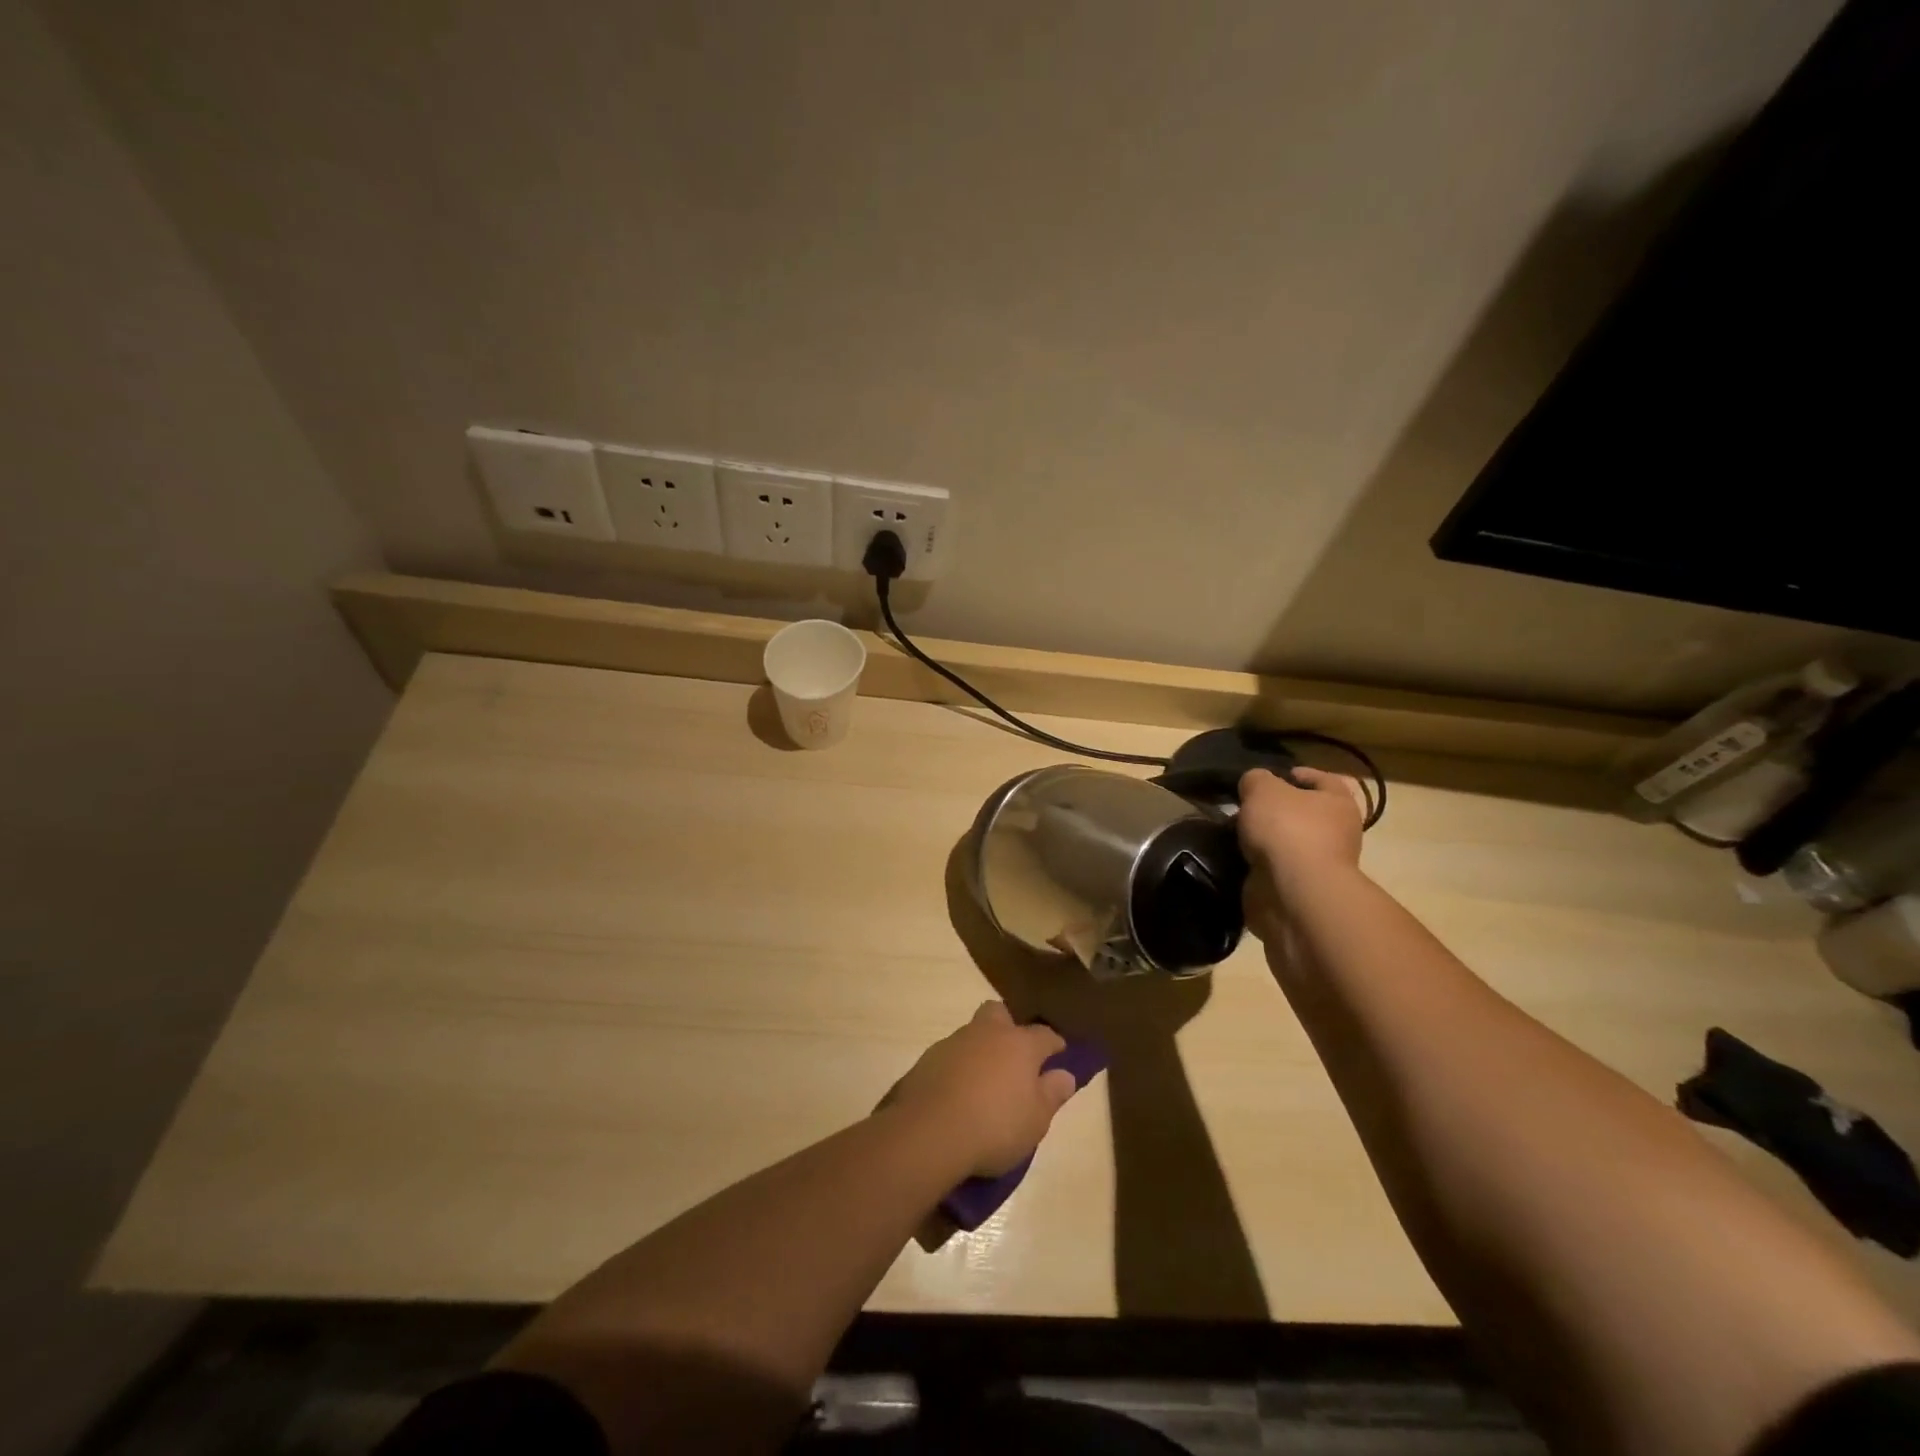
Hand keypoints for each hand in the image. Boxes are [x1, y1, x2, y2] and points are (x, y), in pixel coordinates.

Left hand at [888, 1002, 1076, 1177]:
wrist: (930, 1131)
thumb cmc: (995, 1126)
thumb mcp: (1036, 1120)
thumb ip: (1052, 1094)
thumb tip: (1065, 1075)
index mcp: (1019, 1044)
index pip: (1044, 1034)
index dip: (1054, 1043)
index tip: (1059, 1052)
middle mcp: (987, 1033)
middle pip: (999, 1013)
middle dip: (1008, 1026)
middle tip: (1014, 1055)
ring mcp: (954, 1042)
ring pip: (972, 1033)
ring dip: (981, 1049)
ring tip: (984, 1081)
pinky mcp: (928, 1059)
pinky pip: (950, 1055)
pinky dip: (958, 1067)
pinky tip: (958, 1092)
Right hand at [1236, 768, 1365, 938]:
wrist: (1293, 891)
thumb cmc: (1287, 829)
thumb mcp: (1263, 789)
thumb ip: (1256, 779)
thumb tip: (1254, 784)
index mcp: (1338, 803)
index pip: (1325, 780)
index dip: (1299, 774)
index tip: (1272, 776)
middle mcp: (1337, 833)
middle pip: (1304, 813)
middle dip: (1275, 809)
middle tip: (1245, 806)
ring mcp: (1319, 864)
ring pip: (1288, 842)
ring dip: (1264, 838)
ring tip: (1234, 833)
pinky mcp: (1299, 889)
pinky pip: (1276, 868)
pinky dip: (1258, 863)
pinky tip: (1237, 856)